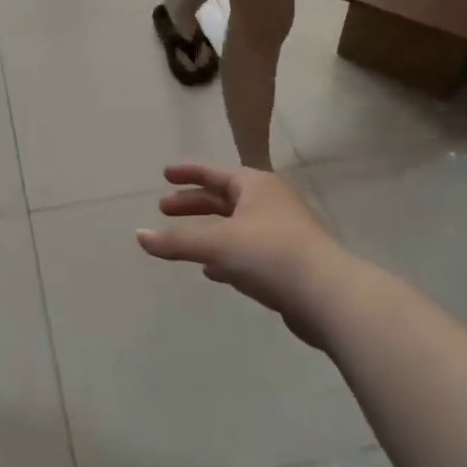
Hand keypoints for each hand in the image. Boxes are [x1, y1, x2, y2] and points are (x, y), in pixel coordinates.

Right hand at [136, 165, 347, 347]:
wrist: (326, 294)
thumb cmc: (270, 255)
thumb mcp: (217, 244)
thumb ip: (176, 241)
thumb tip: (139, 235)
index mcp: (256, 186)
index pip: (214, 173)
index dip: (188, 172)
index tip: (164, 174)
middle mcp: (269, 203)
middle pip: (223, 198)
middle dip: (193, 203)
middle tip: (164, 208)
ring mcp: (280, 232)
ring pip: (235, 225)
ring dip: (208, 230)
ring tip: (182, 240)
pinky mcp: (285, 262)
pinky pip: (246, 251)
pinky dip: (225, 255)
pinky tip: (211, 271)